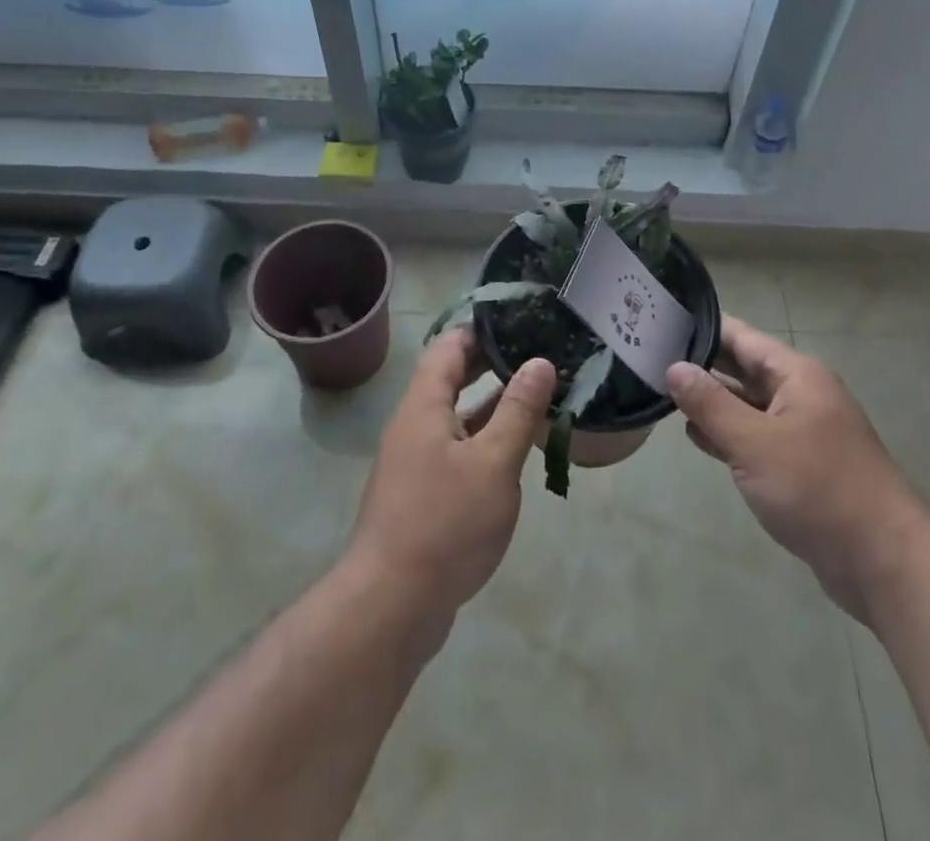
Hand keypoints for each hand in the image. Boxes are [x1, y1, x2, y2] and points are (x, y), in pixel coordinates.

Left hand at [346, 328, 554, 617]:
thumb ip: (518, 410)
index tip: (520, 323)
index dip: (482, 330)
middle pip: (450, 379)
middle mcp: (414, 426)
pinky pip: (455, 451)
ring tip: (536, 398)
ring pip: (455, 418)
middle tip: (535, 355)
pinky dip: (483, 441)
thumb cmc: (445, 523)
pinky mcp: (421, 496)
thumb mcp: (493, 463)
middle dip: (490, 364)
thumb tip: (539, 362)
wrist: (390, 606)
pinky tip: (514, 453)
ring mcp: (415, 463)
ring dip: (491, 405)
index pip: (449, 347)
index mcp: (424, 406)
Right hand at [667, 317, 922, 615]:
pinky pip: (755, 437)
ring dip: (710, 402)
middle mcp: (800, 394)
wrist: (884, 562)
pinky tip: (694, 436)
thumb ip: (711, 404)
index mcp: (796, 375)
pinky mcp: (799, 466)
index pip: (740, 337)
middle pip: (741, 369)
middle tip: (648, 359)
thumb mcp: (755, 443)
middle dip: (700, 366)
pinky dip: (727, 434)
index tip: (658, 323)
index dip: (701, 329)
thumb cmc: (818, 489)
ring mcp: (801, 431)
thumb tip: (674, 368)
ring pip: (746, 405)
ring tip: (660, 393)